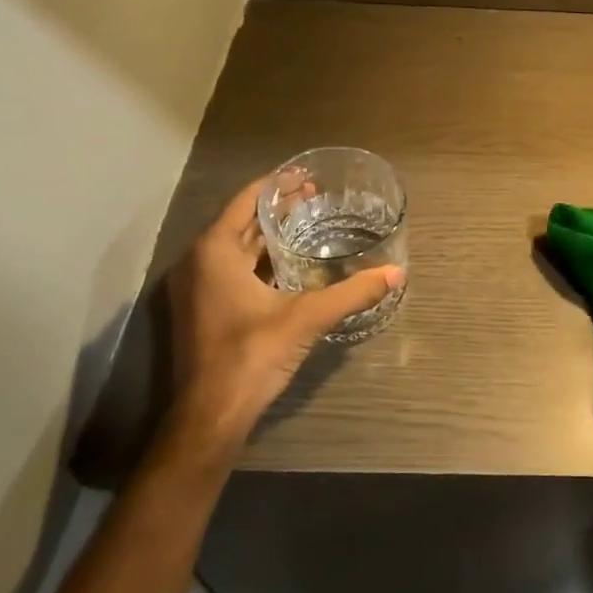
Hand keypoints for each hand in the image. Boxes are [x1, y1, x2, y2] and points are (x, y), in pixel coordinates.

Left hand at [161, 178, 402, 465]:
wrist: (211, 415)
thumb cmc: (251, 355)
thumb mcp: (307, 318)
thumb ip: (352, 292)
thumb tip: (397, 273)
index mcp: (214, 251)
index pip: (248, 200)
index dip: (278, 185)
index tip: (308, 177)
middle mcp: (197, 261)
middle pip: (241, 222)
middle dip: (278, 209)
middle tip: (316, 199)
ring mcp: (195, 288)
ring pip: (235, 248)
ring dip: (268, 236)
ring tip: (307, 225)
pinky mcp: (200, 310)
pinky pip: (231, 270)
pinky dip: (258, 260)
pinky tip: (289, 266)